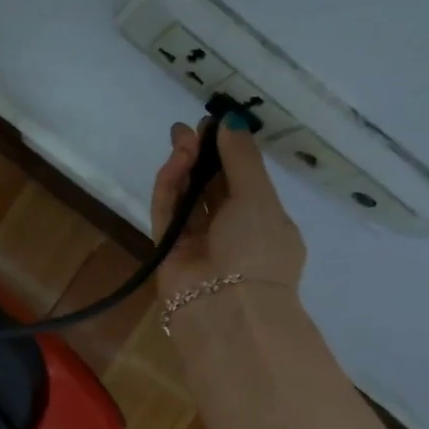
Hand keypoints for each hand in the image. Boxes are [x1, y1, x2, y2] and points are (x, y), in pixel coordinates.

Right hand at [149, 120, 306, 297]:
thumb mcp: (260, 197)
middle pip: (210, 186)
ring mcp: (196, 241)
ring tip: (181, 140)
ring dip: (184, 167)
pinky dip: (169, 187)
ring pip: (186, 196)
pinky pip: (167, 211)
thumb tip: (230, 121)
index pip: (242, 181)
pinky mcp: (167, 248)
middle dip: (201, 156)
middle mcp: (229, 230)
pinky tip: (174, 162)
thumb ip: (242, 158)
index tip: (214, 124)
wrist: (228, 308)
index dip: (227, 152)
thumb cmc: (257, 249)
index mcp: (262, 221)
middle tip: (188, 130)